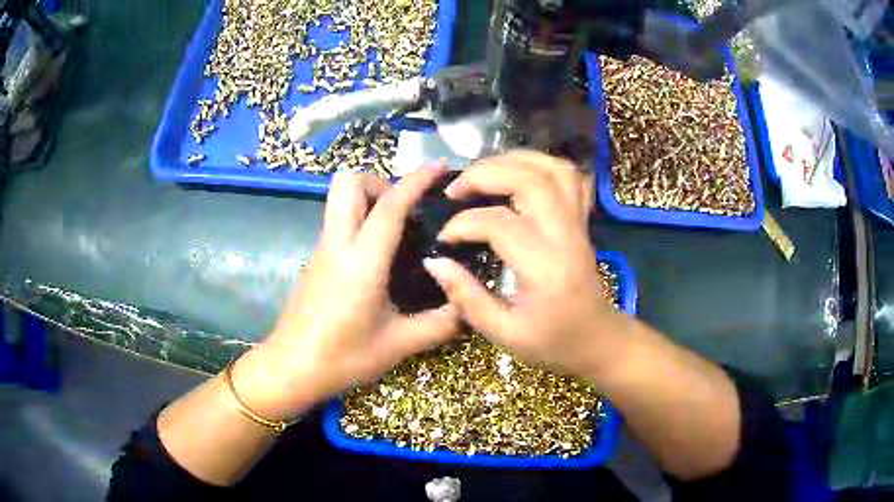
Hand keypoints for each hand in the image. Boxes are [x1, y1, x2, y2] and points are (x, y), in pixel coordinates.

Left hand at [233, 166, 460, 420]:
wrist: (290, 369)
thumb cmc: (342, 358)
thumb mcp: (399, 345)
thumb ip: (440, 324)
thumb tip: (468, 306)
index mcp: (361, 261)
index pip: (390, 205)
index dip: (416, 180)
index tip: (438, 166)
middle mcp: (337, 245)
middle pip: (348, 182)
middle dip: (379, 181)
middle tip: (404, 210)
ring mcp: (321, 250)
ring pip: (339, 199)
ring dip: (368, 199)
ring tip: (396, 231)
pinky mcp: (314, 260)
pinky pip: (337, 221)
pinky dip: (358, 219)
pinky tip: (377, 256)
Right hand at [423, 150, 621, 375]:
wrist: (599, 339)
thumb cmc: (553, 342)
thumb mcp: (504, 334)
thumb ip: (467, 298)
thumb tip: (434, 262)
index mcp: (545, 267)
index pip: (499, 224)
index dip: (463, 224)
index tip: (444, 238)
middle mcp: (564, 235)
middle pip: (529, 180)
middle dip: (485, 174)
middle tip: (455, 189)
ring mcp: (577, 223)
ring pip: (552, 169)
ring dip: (513, 160)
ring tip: (483, 172)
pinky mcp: (581, 220)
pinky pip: (568, 177)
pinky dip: (541, 164)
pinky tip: (518, 172)